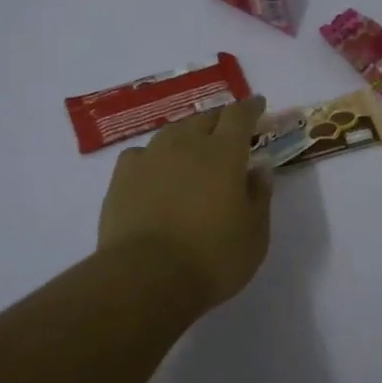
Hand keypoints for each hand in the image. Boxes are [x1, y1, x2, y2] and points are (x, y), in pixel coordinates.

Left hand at [98, 96, 273, 308]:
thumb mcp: (254, 234)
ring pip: (172, 132)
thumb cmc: (212, 258)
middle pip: (205, 118)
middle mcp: (187, 144)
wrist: (146, 278)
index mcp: (224, 153)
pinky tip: (155, 170)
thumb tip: (259, 170)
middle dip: (220, 119)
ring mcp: (151, 157)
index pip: (239, 115)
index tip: (257, 104)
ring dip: (187, 134)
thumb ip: (259, 196)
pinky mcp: (122, 176)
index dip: (250, 107)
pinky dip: (154, 156)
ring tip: (192, 147)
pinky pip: (142, 153)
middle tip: (228, 130)